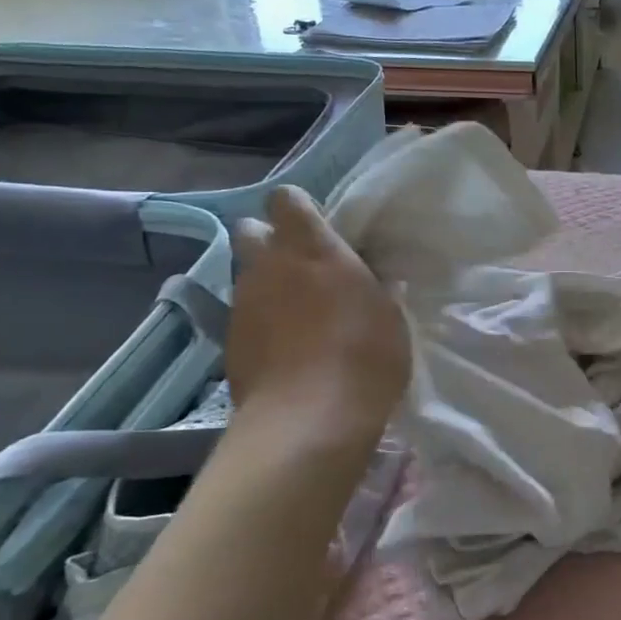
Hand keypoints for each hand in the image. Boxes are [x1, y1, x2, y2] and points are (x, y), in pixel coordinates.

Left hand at [227, 186, 409, 443]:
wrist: (309, 419)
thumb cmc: (365, 356)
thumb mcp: (390, 315)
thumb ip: (375, 287)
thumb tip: (375, 277)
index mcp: (311, 248)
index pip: (287, 200)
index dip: (301, 210)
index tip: (322, 230)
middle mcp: (268, 266)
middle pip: (252, 231)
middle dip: (271, 242)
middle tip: (303, 269)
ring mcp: (243, 304)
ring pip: (247, 275)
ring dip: (268, 284)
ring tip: (298, 314)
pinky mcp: (229, 341)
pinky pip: (244, 316)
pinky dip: (262, 322)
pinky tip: (286, 348)